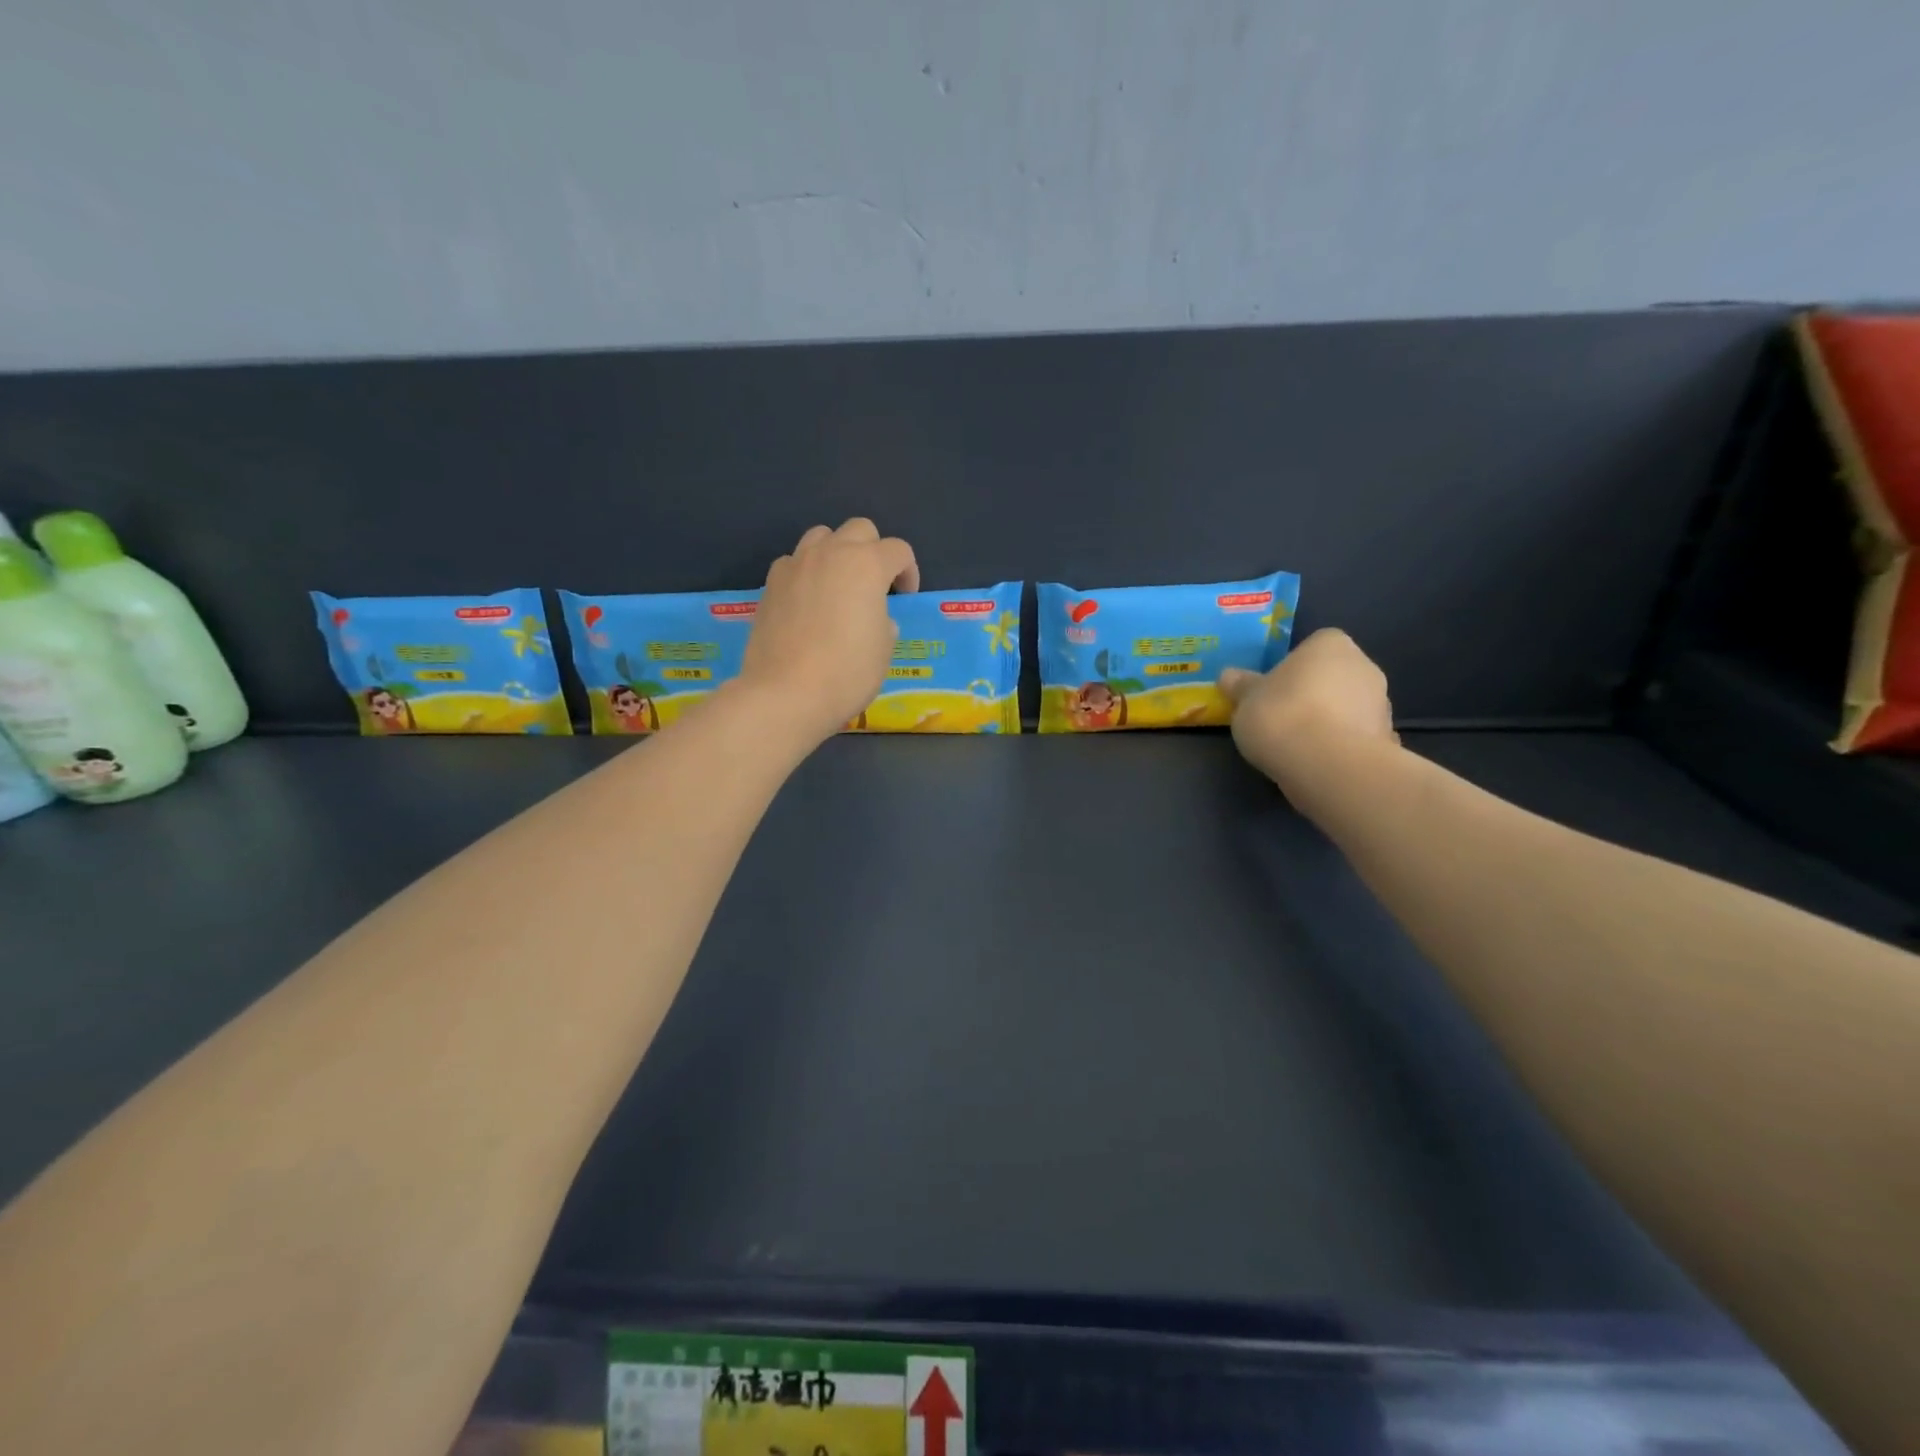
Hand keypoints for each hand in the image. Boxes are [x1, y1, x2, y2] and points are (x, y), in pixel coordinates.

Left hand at [738, 518, 918, 745]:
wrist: (785, 693)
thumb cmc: (847, 672)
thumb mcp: (884, 649)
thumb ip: (884, 622)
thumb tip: (875, 617)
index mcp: (867, 565)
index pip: (898, 550)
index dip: (908, 572)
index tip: (904, 597)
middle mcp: (831, 553)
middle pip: (859, 529)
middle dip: (873, 551)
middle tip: (874, 585)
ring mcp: (796, 565)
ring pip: (821, 537)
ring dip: (836, 553)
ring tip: (838, 586)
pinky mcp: (770, 584)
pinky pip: (793, 562)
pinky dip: (806, 573)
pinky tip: (807, 603)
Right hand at [1219, 629, 1397, 792]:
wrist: (1327, 765)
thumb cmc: (1281, 716)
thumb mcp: (1246, 700)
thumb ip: (1241, 686)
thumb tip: (1229, 676)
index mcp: (1330, 644)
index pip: (1313, 647)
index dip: (1292, 669)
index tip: (1273, 691)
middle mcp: (1363, 665)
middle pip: (1333, 676)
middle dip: (1313, 694)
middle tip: (1283, 719)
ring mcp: (1381, 703)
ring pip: (1348, 708)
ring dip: (1330, 722)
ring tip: (1300, 747)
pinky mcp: (1388, 739)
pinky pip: (1358, 738)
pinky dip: (1343, 747)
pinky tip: (1322, 765)